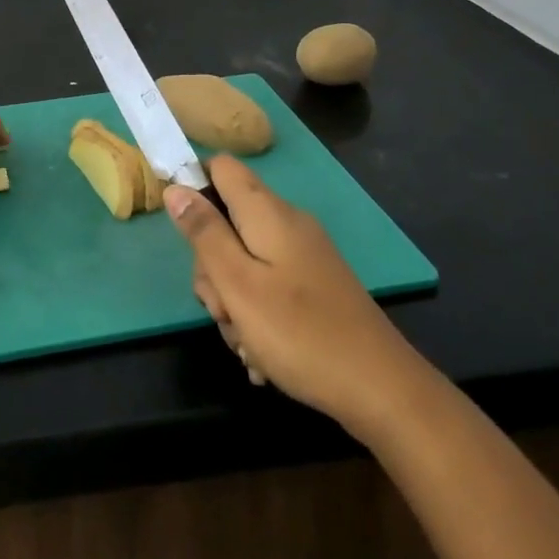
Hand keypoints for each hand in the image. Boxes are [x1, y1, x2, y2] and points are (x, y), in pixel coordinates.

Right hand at [164, 156, 422, 439]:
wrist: (383, 391)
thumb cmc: (301, 334)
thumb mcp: (238, 284)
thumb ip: (204, 233)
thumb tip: (175, 188)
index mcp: (267, 212)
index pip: (220, 168)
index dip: (193, 187)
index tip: (181, 233)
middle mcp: (287, 223)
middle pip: (227, 221)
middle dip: (212, 267)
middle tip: (222, 308)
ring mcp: (303, 256)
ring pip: (244, 261)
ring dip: (233, 301)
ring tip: (246, 343)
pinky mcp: (314, 286)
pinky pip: (268, 286)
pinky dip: (258, 316)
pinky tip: (263, 356)